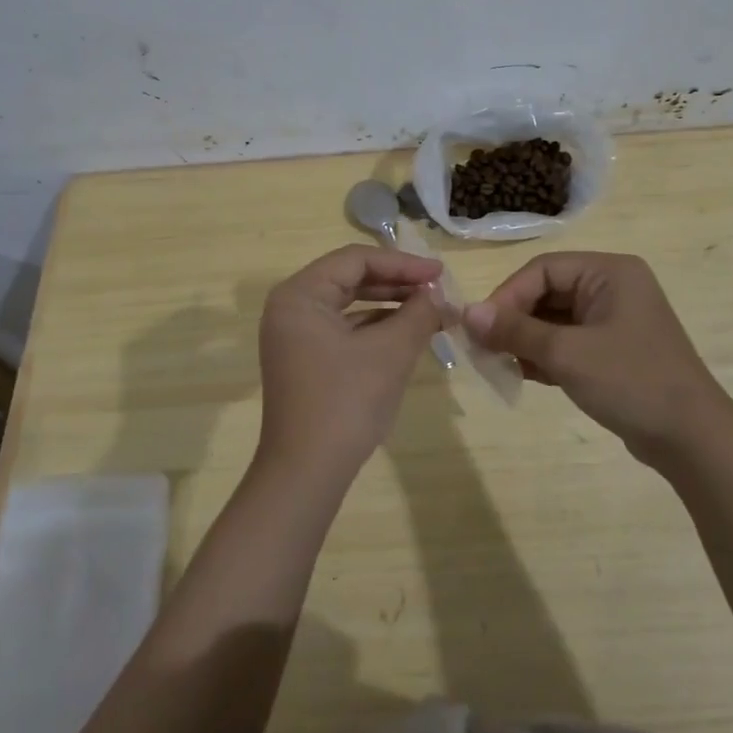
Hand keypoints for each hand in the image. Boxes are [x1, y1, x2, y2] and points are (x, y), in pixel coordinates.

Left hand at [257, 246, 443, 480]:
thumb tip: (441, 295)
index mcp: (300, 295)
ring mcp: (294, 336)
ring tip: (431, 311)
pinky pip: (343, 330)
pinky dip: (375, 329)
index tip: (440, 273)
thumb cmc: (346, 401)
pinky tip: (407, 335)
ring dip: (390, 306)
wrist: (307, 473)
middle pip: (350, 279)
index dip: (402, 263)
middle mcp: (291, 308)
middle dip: (397, 283)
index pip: (356, 260)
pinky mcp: (304, 360)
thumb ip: (419, 314)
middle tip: (438, 290)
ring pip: (348, 305)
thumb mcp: (391, 352)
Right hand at [463, 252, 729, 463]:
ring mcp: (615, 320)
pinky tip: (525, 376)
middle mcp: (612, 287)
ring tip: (501, 365)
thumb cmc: (630, 381)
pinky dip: (545, 355)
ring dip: (526, 340)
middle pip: (547, 292)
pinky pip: (568, 341)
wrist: (692, 439)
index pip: (542, 270)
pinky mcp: (614, 350)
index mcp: (609, 272)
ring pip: (555, 319)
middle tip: (485, 349)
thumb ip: (515, 330)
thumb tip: (466, 314)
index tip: (481, 328)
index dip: (507, 296)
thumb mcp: (567, 353)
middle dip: (515, 321)